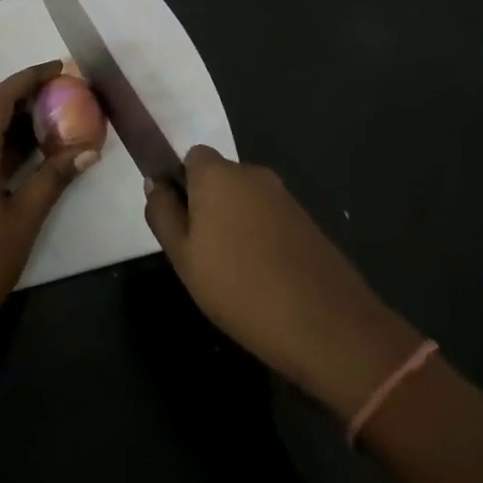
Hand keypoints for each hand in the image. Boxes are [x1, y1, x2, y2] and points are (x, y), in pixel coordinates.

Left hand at [0, 61, 97, 334]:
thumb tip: (88, 150)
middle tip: (64, 94)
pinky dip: (1, 145)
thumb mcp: (25, 217)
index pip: (1, 98)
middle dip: (25, 99)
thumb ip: (55, 177)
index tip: (60, 68)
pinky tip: (28, 153)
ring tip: (54, 119)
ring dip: (14, 123)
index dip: (30, 78)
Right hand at [144, 145, 420, 418]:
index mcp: (218, 174)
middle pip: (220, 178)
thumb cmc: (239, 288)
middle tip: (201, 254)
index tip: (180, 222)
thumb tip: (156, 184)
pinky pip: (270, 220)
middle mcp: (253, 174)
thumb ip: (163, 214)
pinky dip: (261, 239)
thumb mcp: (183, 257)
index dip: (181, 184)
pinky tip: (262, 279)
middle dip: (208, 206)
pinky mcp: (308, 223)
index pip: (191, 157)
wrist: (327, 326)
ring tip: (232, 273)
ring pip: (246, 201)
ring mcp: (285, 198)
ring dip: (235, 224)